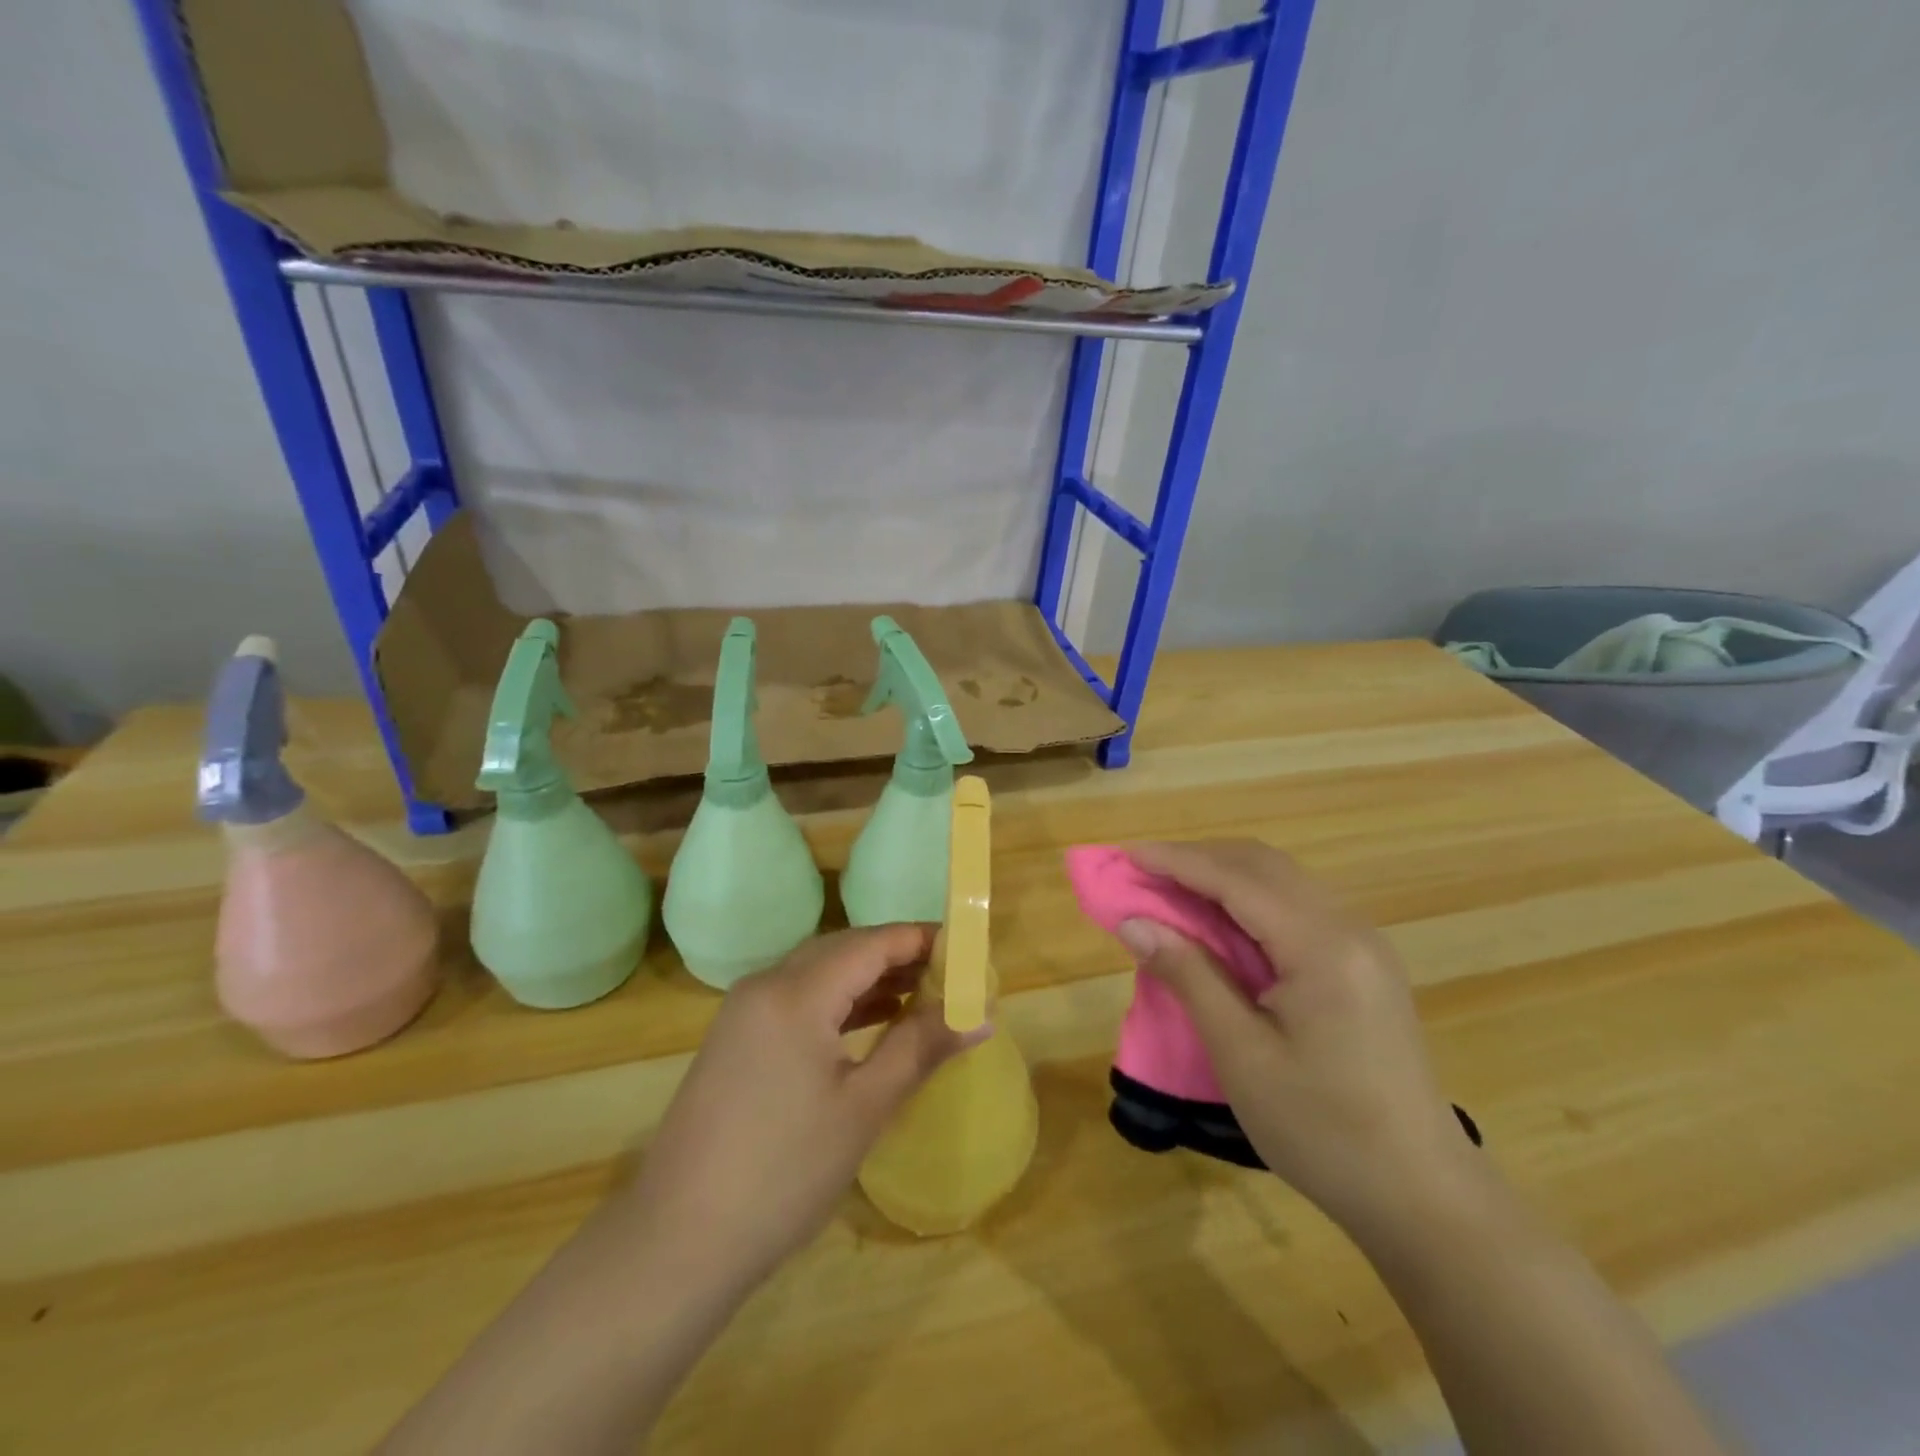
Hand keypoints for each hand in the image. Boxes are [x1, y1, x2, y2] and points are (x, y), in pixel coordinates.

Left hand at [620, 924, 980, 1291]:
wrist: (677, 1243)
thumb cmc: (783, 1173)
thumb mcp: (864, 1108)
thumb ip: (921, 1048)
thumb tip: (982, 1013)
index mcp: (795, 992)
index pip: (871, 942)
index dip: (920, 939)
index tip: (966, 951)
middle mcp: (766, 985)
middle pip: (844, 950)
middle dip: (898, 957)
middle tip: (950, 977)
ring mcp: (744, 1011)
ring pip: (819, 973)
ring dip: (869, 979)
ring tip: (922, 996)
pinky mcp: (735, 1039)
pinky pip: (798, 999)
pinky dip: (839, 1003)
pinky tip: (871, 1022)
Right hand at [1113, 840, 1478, 1236]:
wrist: (1422, 1196)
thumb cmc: (1323, 1130)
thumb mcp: (1242, 1055)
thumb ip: (1189, 976)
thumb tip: (1133, 923)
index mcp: (1322, 946)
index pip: (1236, 879)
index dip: (1177, 861)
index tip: (1126, 854)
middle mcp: (1348, 927)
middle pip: (1262, 865)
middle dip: (1198, 859)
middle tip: (1143, 872)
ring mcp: (1363, 944)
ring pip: (1282, 882)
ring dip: (1223, 876)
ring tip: (1171, 891)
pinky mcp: (1364, 965)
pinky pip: (1297, 907)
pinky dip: (1249, 901)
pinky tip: (1221, 924)